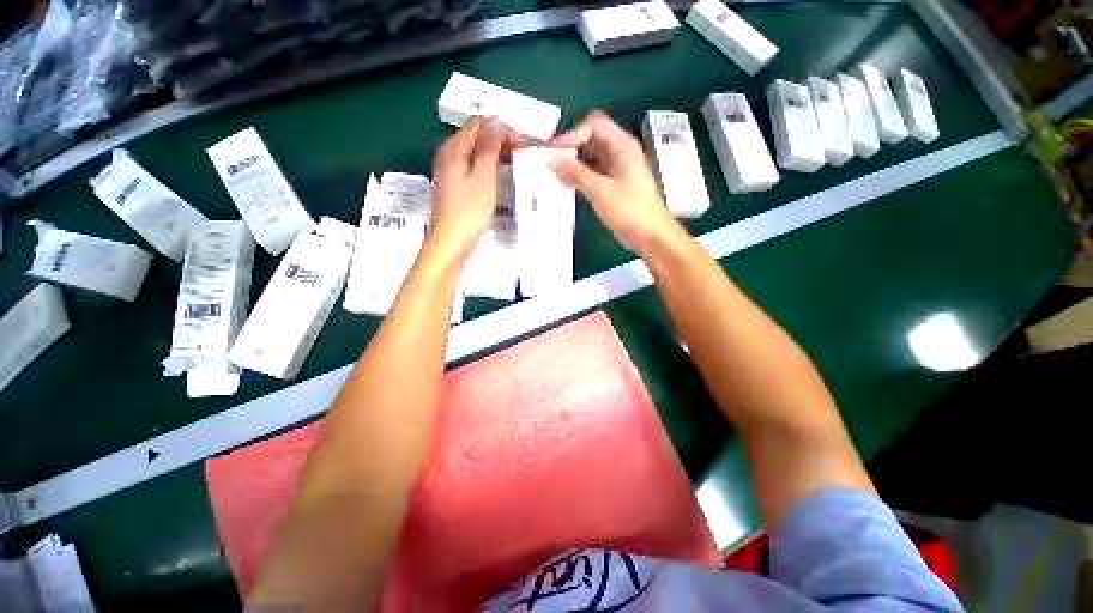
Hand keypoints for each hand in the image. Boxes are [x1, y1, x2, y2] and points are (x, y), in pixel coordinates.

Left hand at [429, 116, 523, 260]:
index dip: (503, 129)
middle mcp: (449, 154)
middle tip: (524, 155)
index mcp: (454, 148)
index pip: (480, 123)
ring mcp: (451, 171)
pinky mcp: (455, 186)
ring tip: (517, 165)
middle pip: (477, 137)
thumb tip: (495, 120)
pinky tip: (501, 177)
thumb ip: (489, 147)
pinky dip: (489, 168)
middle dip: (501, 141)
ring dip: (497, 155)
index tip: (524, 145)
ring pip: (476, 153)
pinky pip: (474, 168)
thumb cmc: (469, 211)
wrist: (451, 243)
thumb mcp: (483, 176)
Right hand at [549, 110, 680, 252]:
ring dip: (573, 163)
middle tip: (549, 161)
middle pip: (591, 139)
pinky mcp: (612, 185)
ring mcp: (616, 169)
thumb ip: (576, 174)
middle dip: (570, 148)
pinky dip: (579, 177)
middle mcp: (619, 152)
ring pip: (590, 157)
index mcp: (622, 146)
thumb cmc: (630, 210)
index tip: (554, 151)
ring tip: (553, 174)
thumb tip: (552, 160)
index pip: (595, 125)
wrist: (650, 235)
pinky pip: (592, 173)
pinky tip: (565, 185)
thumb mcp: (601, 191)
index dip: (573, 134)